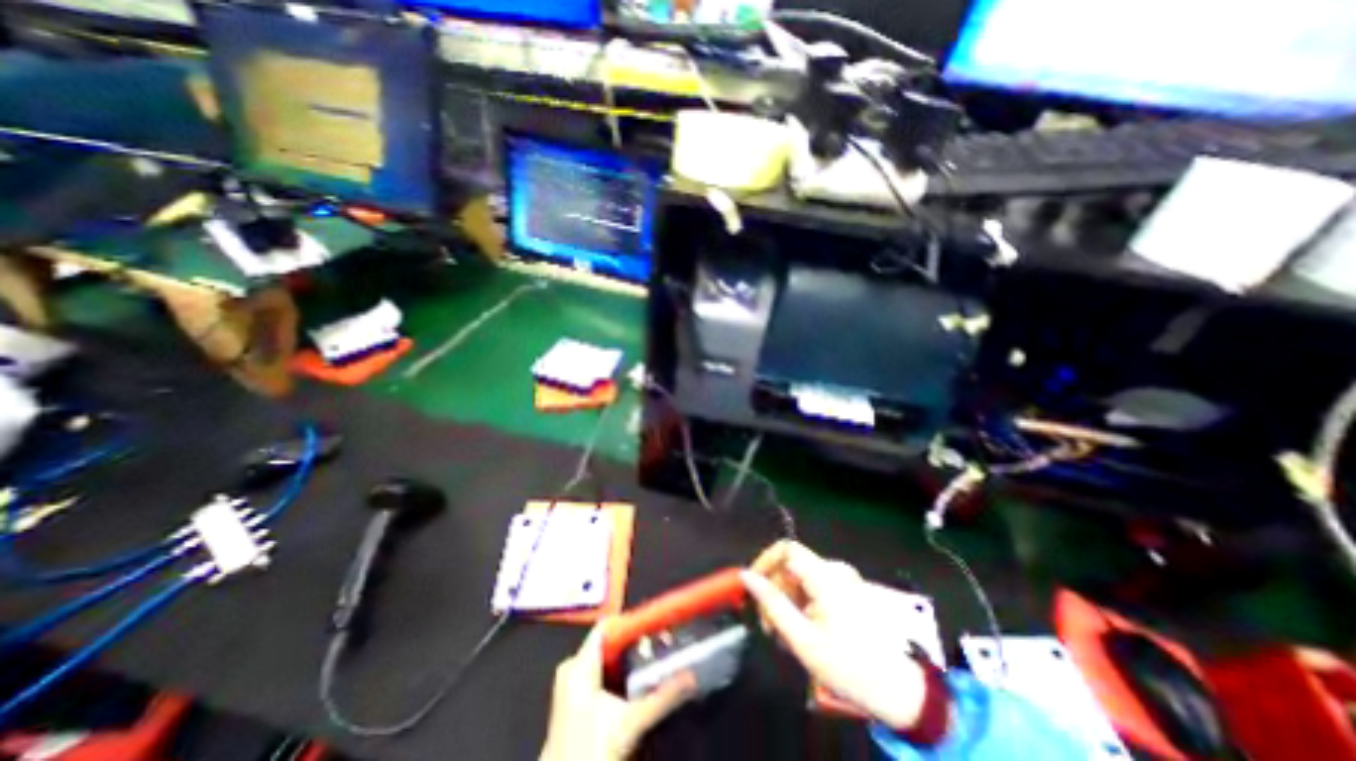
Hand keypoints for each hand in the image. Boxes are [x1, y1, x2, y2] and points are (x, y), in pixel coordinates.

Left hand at [538, 621, 693, 757]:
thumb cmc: (591, 753)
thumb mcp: (630, 724)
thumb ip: (662, 697)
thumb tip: (691, 676)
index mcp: (578, 665)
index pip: (609, 627)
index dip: (635, 624)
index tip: (659, 624)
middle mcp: (572, 670)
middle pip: (611, 644)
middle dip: (638, 646)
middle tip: (664, 647)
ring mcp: (571, 688)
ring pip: (609, 662)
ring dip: (633, 664)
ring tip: (658, 664)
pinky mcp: (575, 705)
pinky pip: (604, 677)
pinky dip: (623, 679)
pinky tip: (640, 687)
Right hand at [739, 541, 931, 732]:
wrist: (904, 692)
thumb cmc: (851, 666)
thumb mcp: (804, 640)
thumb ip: (773, 605)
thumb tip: (746, 577)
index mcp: (825, 576)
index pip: (786, 548)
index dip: (764, 562)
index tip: (751, 588)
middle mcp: (835, 570)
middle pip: (792, 566)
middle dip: (774, 590)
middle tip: (767, 626)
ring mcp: (845, 580)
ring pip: (802, 578)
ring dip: (787, 601)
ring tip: (784, 635)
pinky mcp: (850, 592)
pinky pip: (816, 587)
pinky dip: (802, 604)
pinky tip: (802, 632)